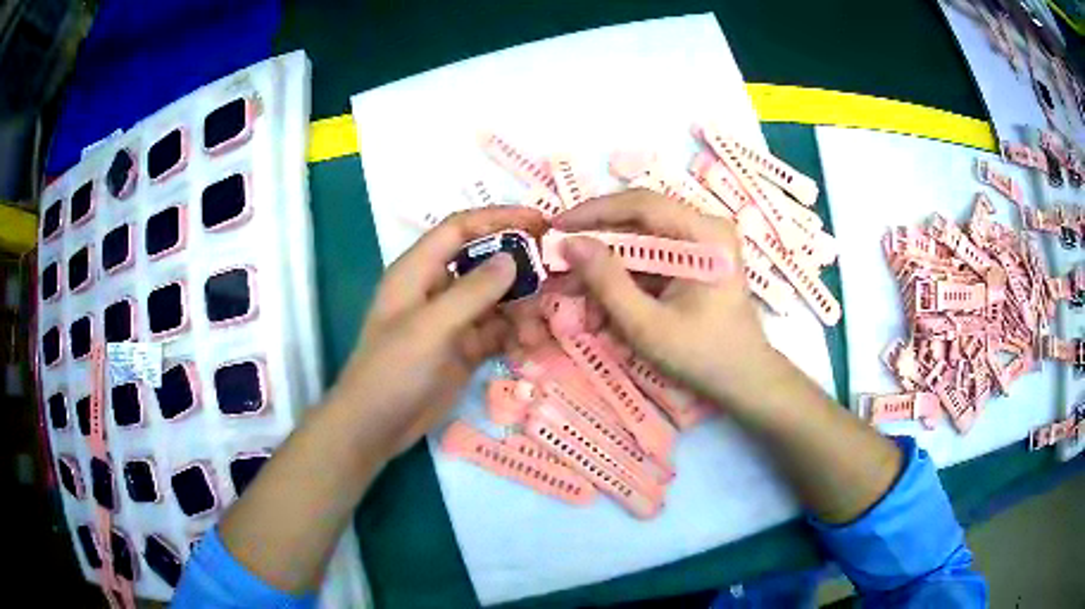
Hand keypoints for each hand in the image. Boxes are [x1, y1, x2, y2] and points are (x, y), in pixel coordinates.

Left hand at [326, 206, 546, 456]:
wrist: (376, 427)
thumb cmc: (393, 370)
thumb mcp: (431, 327)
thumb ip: (472, 291)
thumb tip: (511, 258)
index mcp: (418, 271)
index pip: (461, 229)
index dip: (499, 218)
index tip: (541, 222)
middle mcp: (436, 289)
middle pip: (484, 263)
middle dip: (519, 268)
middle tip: (556, 277)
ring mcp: (452, 321)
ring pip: (495, 300)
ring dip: (520, 309)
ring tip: (538, 329)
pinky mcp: (464, 349)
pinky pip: (497, 332)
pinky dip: (515, 336)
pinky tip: (530, 347)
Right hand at [546, 190, 786, 408]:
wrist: (744, 380)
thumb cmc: (703, 356)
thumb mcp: (647, 325)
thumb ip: (607, 282)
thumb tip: (570, 244)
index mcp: (705, 234)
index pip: (642, 204)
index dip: (593, 211)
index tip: (556, 227)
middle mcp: (705, 227)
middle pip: (639, 221)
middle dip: (596, 244)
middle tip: (558, 264)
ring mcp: (702, 243)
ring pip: (640, 242)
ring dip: (606, 266)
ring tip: (575, 294)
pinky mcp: (695, 260)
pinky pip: (651, 259)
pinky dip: (624, 279)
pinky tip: (602, 305)